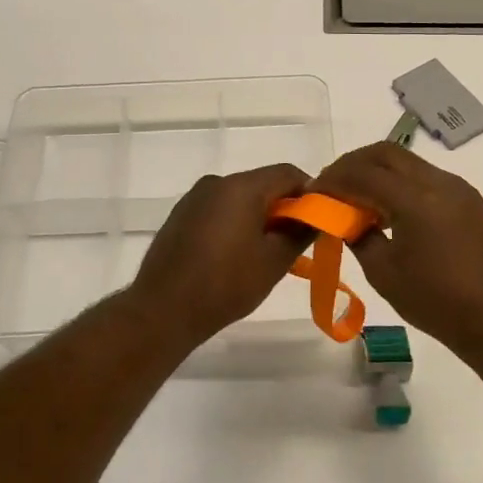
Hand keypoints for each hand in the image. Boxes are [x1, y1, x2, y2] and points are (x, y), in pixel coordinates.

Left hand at [128, 164, 310, 346]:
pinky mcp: (180, 216)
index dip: (310, 193)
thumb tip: (316, 217)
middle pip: (262, 184)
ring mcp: (194, 198)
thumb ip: (301, 232)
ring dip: (258, 217)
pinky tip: (234, 256)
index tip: (318, 221)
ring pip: (239, 198)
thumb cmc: (226, 284)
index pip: (288, 173)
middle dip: (283, 208)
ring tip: (265, 253)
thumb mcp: (275, 261)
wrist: (164, 309)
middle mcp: (216, 182)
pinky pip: (218, 210)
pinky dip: (234, 223)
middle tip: (295, 242)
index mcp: (241, 186)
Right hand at [311, 143, 482, 355]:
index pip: (363, 173)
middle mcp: (439, 182)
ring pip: (408, 162)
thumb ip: (359, 237)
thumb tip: (345, 219)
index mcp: (416, 199)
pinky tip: (388, 210)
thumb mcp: (385, 274)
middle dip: (353, 164)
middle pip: (386, 153)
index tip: (313, 193)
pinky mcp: (469, 200)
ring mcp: (458, 188)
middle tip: (332, 186)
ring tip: (356, 199)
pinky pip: (425, 177)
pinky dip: (399, 183)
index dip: (333, 179)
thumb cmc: (439, 303)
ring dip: (378, 171)